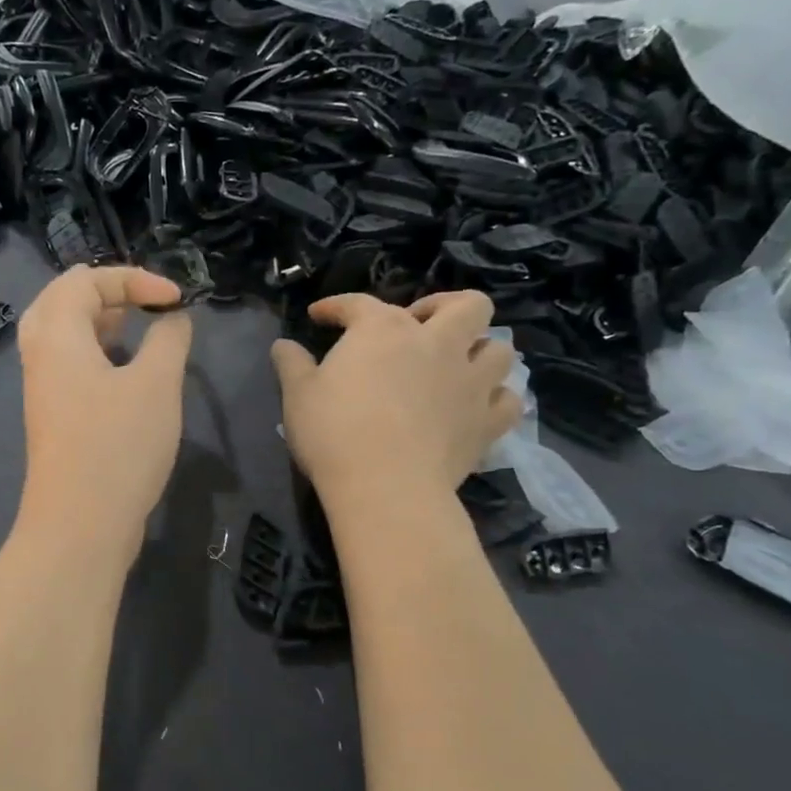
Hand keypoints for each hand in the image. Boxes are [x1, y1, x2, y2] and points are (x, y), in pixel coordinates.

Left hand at [15, 266, 194, 556]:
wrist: (80, 525)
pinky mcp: (53, 416)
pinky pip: (68, 364)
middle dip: (108, 292)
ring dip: (100, 322)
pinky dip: (96, 352)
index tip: (177, 300)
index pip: (87, 279)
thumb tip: (173, 318)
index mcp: (58, 334)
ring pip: (63, 334)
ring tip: (136, 328)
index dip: (135, 278)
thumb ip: (169, 339)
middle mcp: (41, 354)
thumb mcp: (156, 384)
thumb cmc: (118, 446)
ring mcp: (42, 388)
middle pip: (63, 299)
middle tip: (144, 303)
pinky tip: (126, 372)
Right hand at [271, 290, 518, 501]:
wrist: (384, 486)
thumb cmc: (334, 433)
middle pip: (467, 306)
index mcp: (384, 330)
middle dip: (446, 308)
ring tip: (458, 366)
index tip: (320, 316)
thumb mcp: (297, 395)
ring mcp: (470, 383)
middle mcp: (437, 344)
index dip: (337, 306)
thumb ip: (291, 364)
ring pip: (500, 349)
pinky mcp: (487, 423)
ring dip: (481, 351)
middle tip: (421, 328)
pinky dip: (496, 399)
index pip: (359, 304)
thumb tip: (283, 346)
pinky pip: (508, 401)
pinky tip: (477, 406)